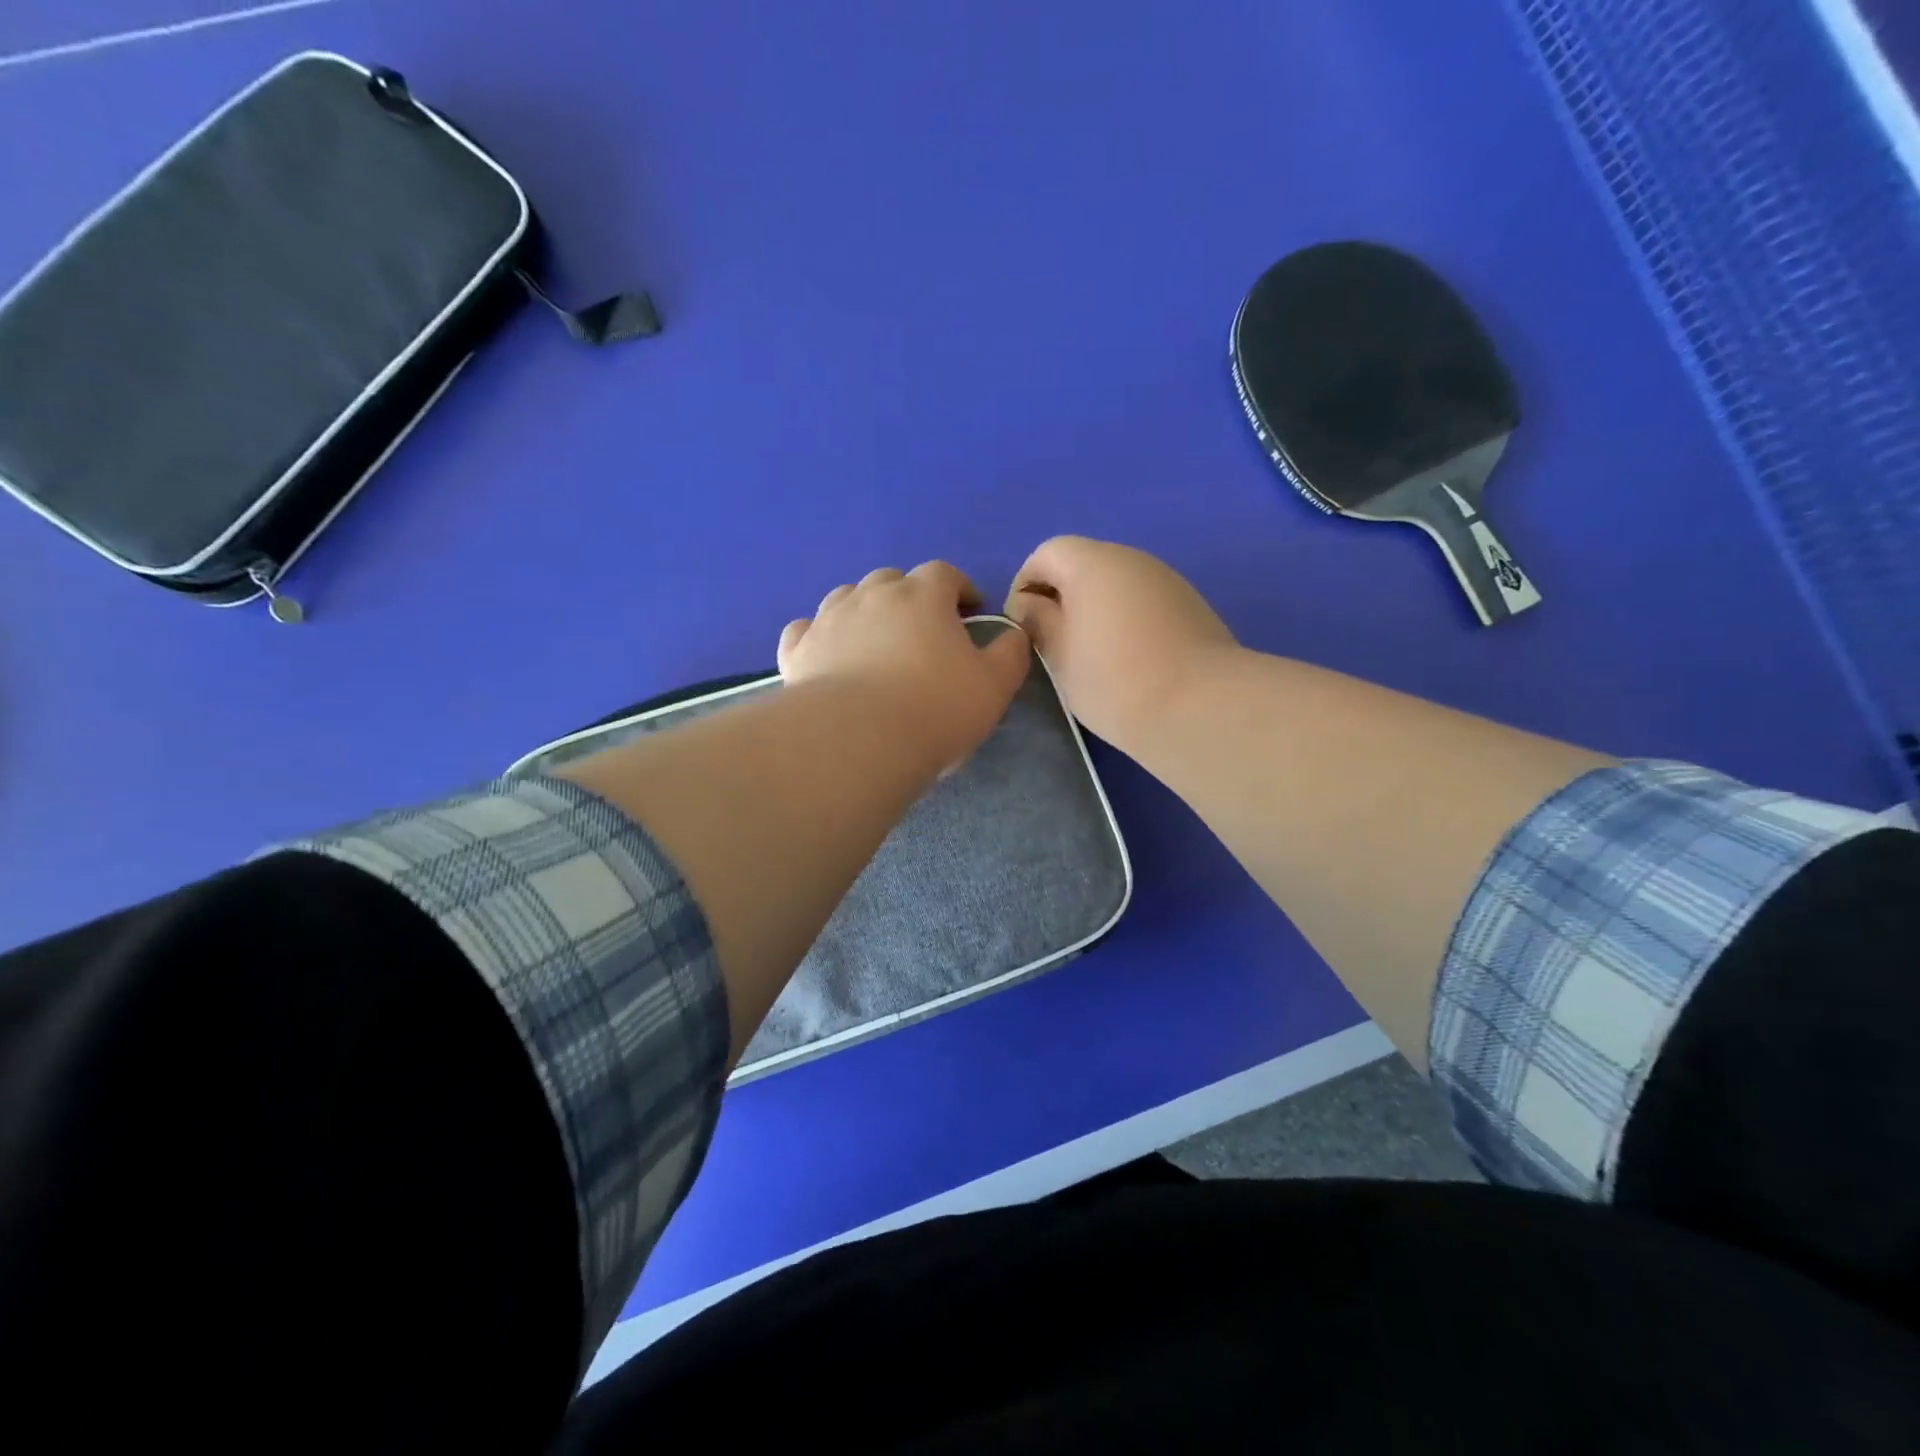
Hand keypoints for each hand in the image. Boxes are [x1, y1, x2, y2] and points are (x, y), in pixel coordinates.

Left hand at [778, 561, 1031, 774]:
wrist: (857, 741)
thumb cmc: (935, 710)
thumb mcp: (995, 686)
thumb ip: (1010, 653)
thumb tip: (1013, 634)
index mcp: (922, 595)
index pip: (944, 573)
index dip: (960, 588)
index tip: (970, 611)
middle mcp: (872, 595)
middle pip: (892, 579)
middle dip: (910, 597)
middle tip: (922, 630)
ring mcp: (828, 619)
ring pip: (846, 597)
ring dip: (864, 611)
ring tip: (874, 641)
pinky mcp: (797, 650)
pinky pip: (805, 629)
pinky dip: (819, 635)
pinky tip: (826, 653)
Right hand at [1006, 536, 1236, 751]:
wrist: (1201, 707)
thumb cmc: (1114, 680)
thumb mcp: (1060, 655)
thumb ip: (1038, 622)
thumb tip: (1029, 604)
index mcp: (1093, 563)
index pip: (1047, 553)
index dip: (1025, 583)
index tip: (1021, 625)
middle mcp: (1132, 559)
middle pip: (1084, 564)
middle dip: (1060, 597)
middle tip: (1051, 643)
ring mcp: (1167, 581)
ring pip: (1116, 585)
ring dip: (1094, 609)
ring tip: (1088, 656)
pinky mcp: (1191, 606)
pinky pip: (1143, 602)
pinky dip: (1124, 620)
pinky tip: (1126, 661)